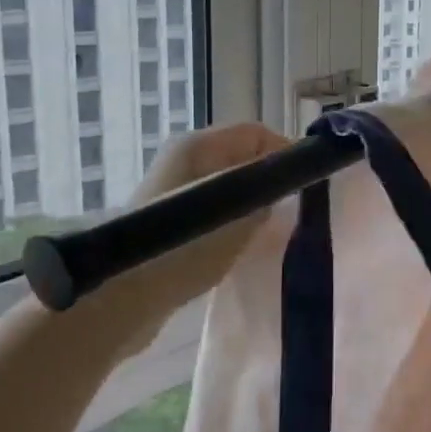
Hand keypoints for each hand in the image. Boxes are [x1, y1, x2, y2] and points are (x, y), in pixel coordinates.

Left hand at [121, 121, 292, 307]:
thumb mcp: (236, 213)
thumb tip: (279, 191)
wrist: (122, 298)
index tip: (308, 184)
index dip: (286, 153)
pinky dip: (231, 224)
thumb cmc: (183, 246)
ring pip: (228, 188)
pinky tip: (242, 248)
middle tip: (294, 210)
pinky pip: (213, 212)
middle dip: (270, 181)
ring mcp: (173, 192)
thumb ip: (266, 193)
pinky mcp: (168, 223)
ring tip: (272, 232)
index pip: (256, 133)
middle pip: (241, 158)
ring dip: (251, 206)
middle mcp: (183, 160)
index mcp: (197, 145)